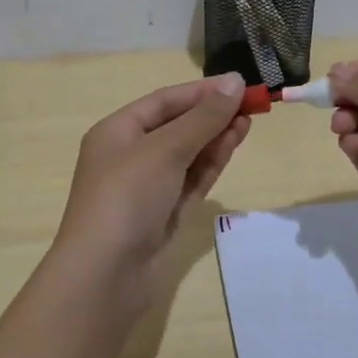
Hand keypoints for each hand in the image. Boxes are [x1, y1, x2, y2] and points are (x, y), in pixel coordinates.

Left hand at [49, 72, 251, 305]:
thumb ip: (203, 118)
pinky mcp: (164, 213)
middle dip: (212, 114)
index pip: (164, 101)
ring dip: (216, 136)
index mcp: (117, 132)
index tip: (240, 84)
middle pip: (177, 125)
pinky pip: (191, 179)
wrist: (105, 275)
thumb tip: (235, 82)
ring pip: (187, 153)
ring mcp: (147, 187)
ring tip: (249, 121)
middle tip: (252, 104)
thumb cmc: (127, 198)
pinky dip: (211, 162)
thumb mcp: (165, 149)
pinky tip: (233, 145)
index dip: (202, 91)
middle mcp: (130, 155)